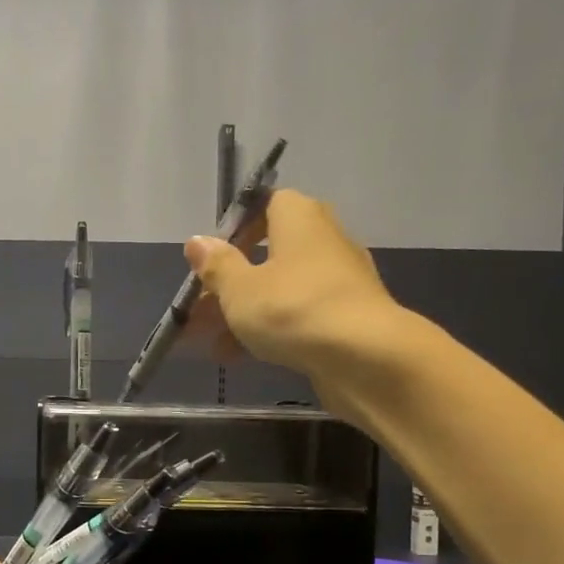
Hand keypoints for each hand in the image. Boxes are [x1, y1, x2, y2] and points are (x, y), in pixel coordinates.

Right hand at [184, 188, 401, 380]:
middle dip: (230, 284)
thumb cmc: (294, 309)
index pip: (266, 205)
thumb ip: (216, 266)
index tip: (210, 259)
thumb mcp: (240, 289)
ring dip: (243, 314)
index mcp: (299, 218)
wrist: (367, 358)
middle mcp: (323, 240)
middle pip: (268, 254)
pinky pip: (297, 316)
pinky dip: (269, 331)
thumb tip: (197, 241)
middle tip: (198, 311)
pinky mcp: (345, 317)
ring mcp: (338, 281)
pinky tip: (240, 358)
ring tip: (211, 345)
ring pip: (279, 290)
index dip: (235, 229)